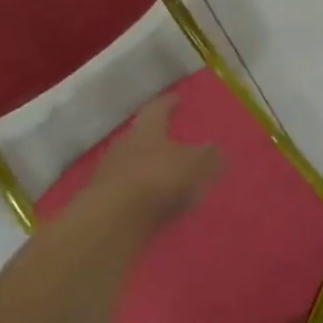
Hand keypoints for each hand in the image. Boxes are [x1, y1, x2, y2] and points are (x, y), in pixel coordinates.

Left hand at [83, 95, 222, 235]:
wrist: (110, 223)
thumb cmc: (157, 180)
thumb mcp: (194, 165)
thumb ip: (208, 157)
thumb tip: (218, 150)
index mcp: (147, 128)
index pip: (158, 108)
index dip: (170, 103)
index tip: (178, 98)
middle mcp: (126, 144)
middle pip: (143, 136)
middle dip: (159, 138)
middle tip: (174, 139)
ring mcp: (111, 174)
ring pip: (134, 164)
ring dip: (150, 169)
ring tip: (168, 177)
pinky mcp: (104, 203)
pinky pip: (129, 192)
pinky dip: (143, 195)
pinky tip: (156, 205)